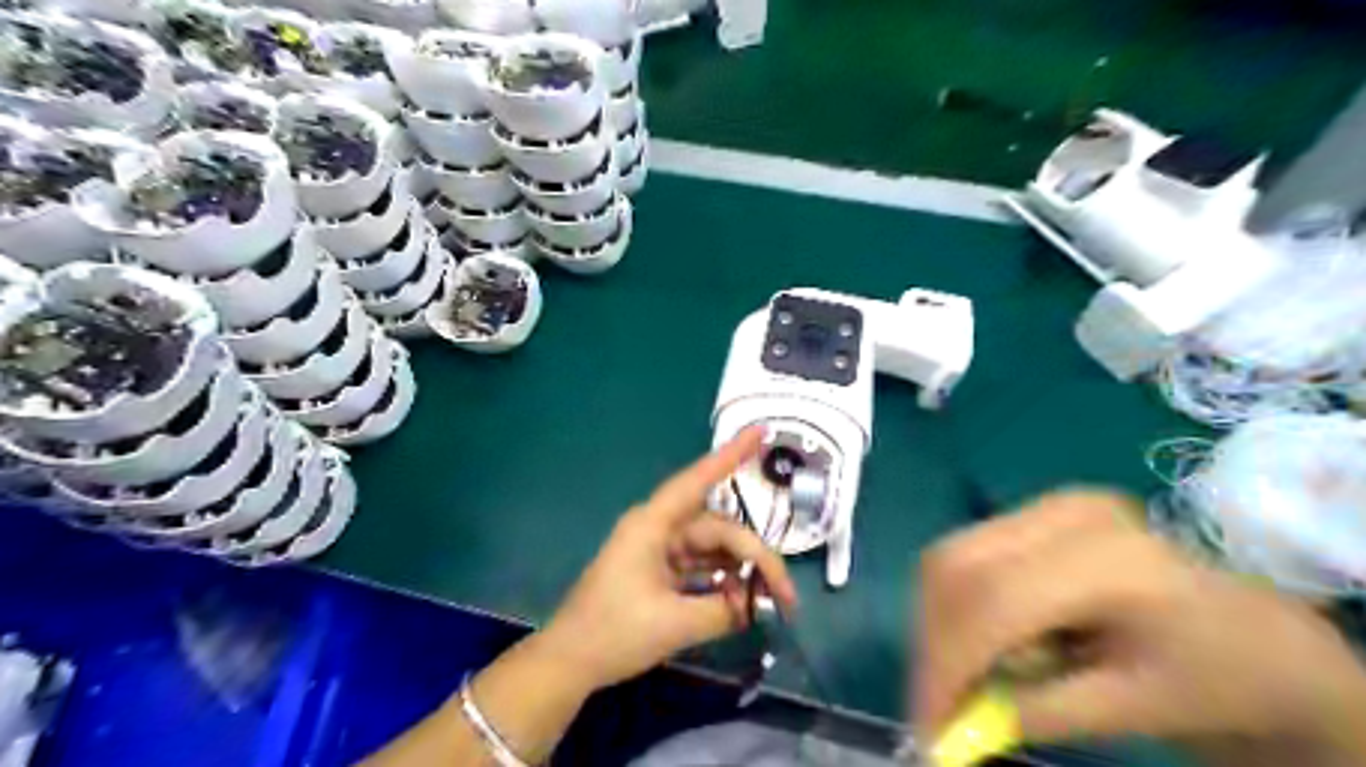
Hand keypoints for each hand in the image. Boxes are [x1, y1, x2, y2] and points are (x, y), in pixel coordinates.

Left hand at [533, 429, 795, 692]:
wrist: (569, 661)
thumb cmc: (613, 633)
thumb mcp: (674, 624)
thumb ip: (723, 610)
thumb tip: (755, 605)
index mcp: (653, 524)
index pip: (697, 480)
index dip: (730, 455)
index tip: (760, 432)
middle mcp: (658, 528)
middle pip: (717, 529)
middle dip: (754, 556)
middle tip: (785, 594)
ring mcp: (658, 549)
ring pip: (712, 548)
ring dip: (739, 569)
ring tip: (770, 598)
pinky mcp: (658, 570)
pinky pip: (699, 565)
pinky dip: (721, 579)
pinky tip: (740, 598)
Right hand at [910, 489, 1365, 756]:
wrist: (1260, 638)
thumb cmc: (1214, 680)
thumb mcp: (1131, 710)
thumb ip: (1036, 712)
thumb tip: (953, 723)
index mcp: (1112, 561)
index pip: (994, 600)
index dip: (948, 662)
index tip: (928, 725)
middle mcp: (1068, 513)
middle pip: (955, 564)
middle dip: (933, 639)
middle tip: (934, 702)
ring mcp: (1049, 504)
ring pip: (949, 556)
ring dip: (940, 623)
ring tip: (967, 675)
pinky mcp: (1035, 512)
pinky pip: (965, 554)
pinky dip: (957, 605)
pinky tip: (987, 641)